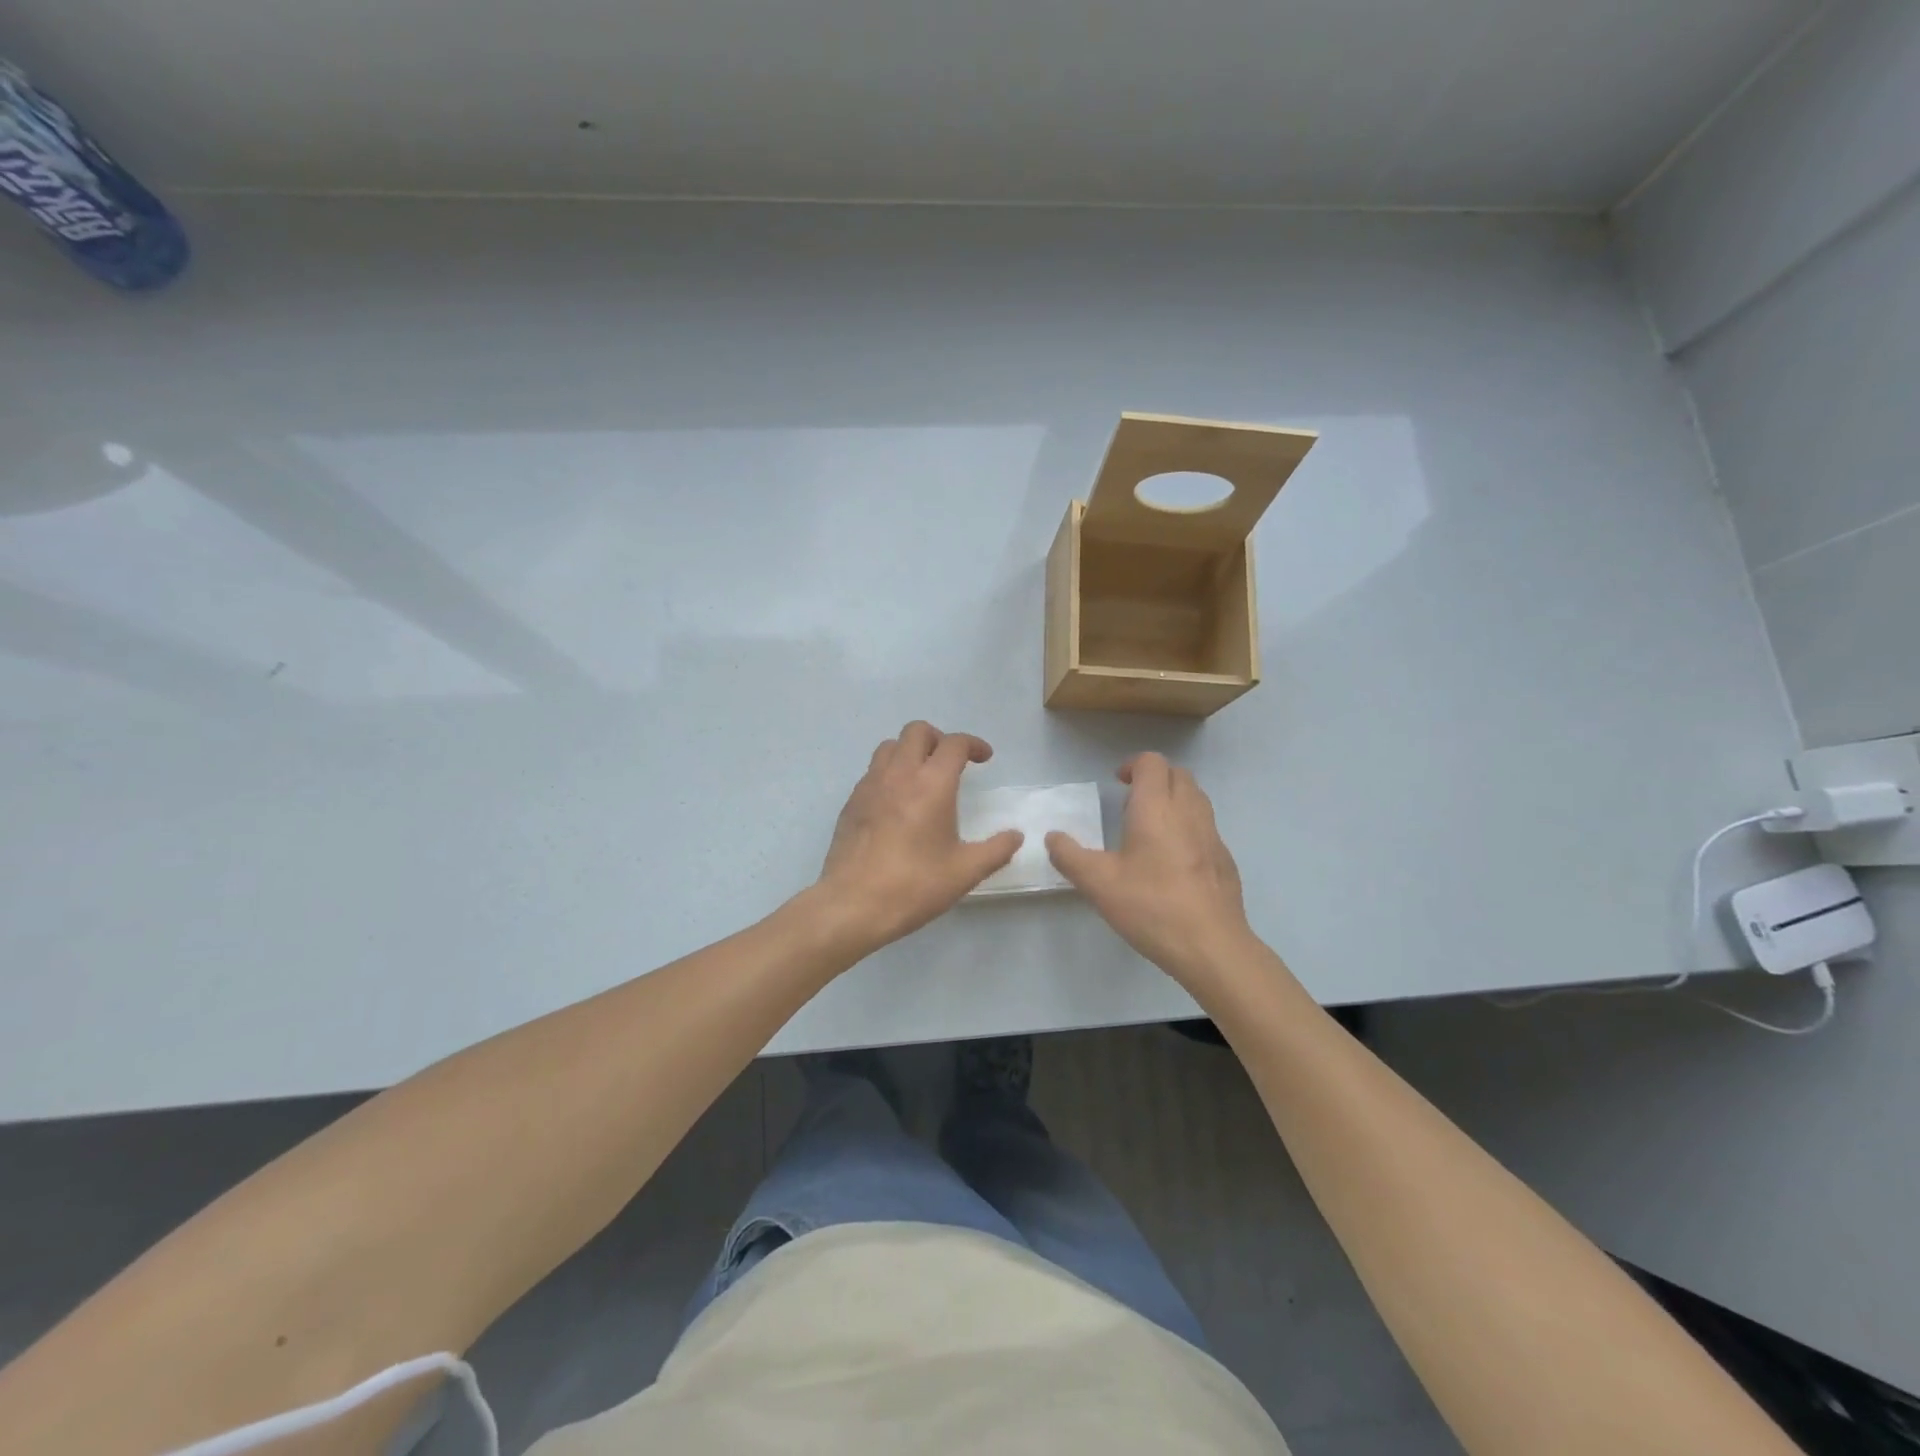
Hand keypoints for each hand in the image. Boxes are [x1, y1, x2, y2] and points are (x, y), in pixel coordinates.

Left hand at [815, 721, 1022, 951]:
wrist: (852, 904)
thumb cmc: (913, 885)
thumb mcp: (965, 872)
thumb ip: (996, 850)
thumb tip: (1015, 836)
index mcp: (931, 784)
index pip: (954, 744)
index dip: (973, 745)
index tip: (984, 758)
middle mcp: (899, 774)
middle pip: (917, 731)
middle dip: (939, 739)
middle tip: (952, 763)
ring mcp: (870, 785)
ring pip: (890, 746)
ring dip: (910, 751)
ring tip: (923, 776)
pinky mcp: (851, 802)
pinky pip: (873, 771)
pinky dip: (890, 772)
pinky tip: (897, 803)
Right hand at [1046, 753, 1253, 987]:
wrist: (1211, 946)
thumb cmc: (1151, 906)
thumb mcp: (1098, 884)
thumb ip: (1070, 856)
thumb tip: (1053, 837)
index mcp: (1156, 808)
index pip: (1152, 762)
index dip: (1133, 765)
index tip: (1118, 783)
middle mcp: (1188, 812)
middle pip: (1178, 774)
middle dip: (1155, 778)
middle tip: (1132, 801)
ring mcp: (1212, 835)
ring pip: (1196, 798)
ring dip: (1174, 799)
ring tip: (1151, 827)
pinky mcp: (1225, 859)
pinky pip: (1206, 827)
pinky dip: (1188, 826)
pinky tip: (1173, 861)